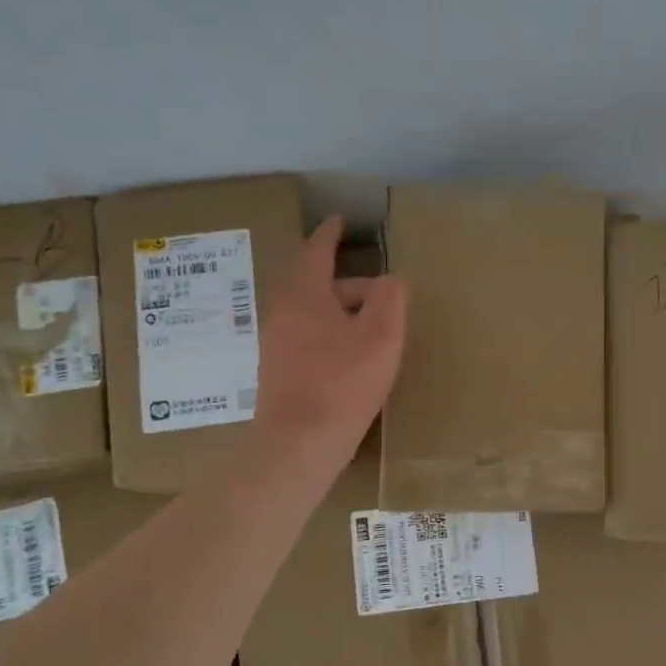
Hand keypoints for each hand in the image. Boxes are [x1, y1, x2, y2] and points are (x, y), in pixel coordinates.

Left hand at [251, 216, 406, 482]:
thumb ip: (390, 298)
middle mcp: (282, 313)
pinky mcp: (278, 373)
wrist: (298, 445)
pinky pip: (308, 339)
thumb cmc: (342, 383)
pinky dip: (331, 336)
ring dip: (341, 313)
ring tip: (373, 329)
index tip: (341, 221)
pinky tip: (352, 360)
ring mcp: (276, 345)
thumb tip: (389, 281)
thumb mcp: (380, 336)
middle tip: (381, 292)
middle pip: (316, 285)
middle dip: (348, 283)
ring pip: (313, 315)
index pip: (316, 251)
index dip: (331, 234)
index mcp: (303, 295)